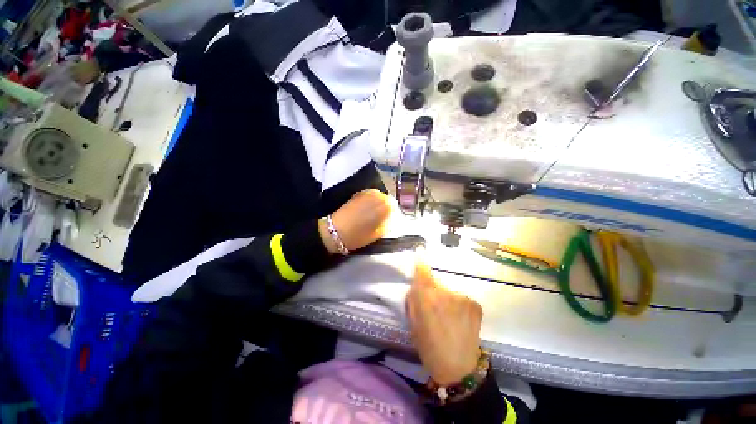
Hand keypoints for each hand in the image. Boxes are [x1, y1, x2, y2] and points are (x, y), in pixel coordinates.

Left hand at [318, 189, 392, 254]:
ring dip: (378, 201)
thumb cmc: (358, 236)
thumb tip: (389, 220)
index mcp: (384, 207)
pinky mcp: (357, 194)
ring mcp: (366, 194)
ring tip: (374, 210)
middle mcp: (377, 197)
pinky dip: (370, 199)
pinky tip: (366, 206)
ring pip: (378, 195)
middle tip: (381, 215)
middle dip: (385, 205)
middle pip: (386, 198)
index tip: (389, 218)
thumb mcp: (377, 235)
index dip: (392, 213)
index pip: (394, 206)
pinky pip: (368, 194)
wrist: (336, 231)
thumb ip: (386, 225)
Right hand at [406, 261, 482, 385]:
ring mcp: (462, 297)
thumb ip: (413, 299)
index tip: (421, 250)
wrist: (459, 368)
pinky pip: (461, 298)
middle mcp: (445, 292)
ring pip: (449, 290)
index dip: (421, 260)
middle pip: (436, 281)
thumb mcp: (413, 322)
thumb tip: (417, 283)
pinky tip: (460, 320)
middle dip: (433, 289)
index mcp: (427, 298)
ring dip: (447, 298)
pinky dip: (458, 304)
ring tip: (449, 316)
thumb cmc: (429, 346)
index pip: (423, 271)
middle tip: (434, 306)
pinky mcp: (474, 303)